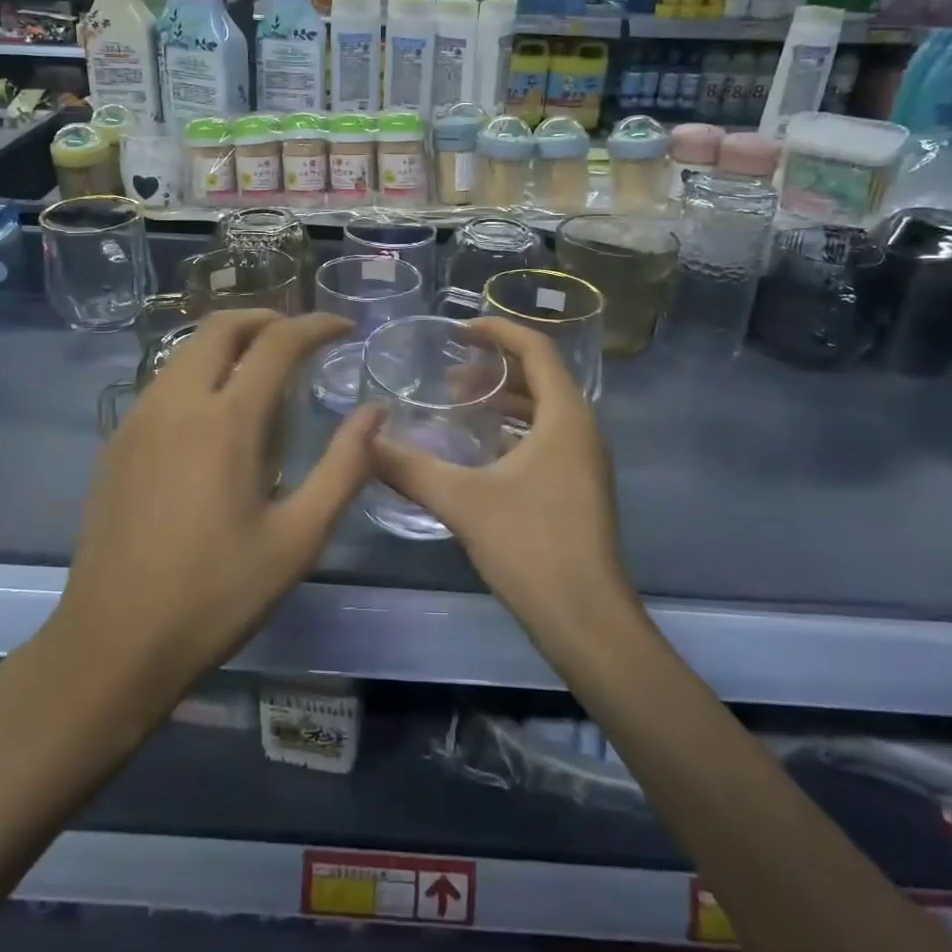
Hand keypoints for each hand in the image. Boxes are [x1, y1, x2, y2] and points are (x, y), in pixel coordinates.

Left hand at [59, 310, 378, 701]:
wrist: (112, 645)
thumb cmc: (216, 594)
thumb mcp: (298, 539)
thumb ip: (344, 468)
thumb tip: (374, 413)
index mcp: (225, 421)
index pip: (277, 342)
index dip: (316, 325)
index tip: (345, 327)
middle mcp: (176, 403)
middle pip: (220, 326)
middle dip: (267, 318)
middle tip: (301, 338)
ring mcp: (136, 420)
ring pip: (186, 350)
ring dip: (229, 343)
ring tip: (263, 371)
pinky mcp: (115, 443)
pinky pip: (163, 383)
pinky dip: (199, 372)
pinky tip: (215, 416)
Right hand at [370, 317, 630, 632]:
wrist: (587, 620)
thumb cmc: (531, 547)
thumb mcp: (463, 501)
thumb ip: (410, 467)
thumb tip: (364, 440)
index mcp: (566, 417)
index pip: (537, 349)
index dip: (498, 331)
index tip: (459, 330)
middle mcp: (582, 430)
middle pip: (540, 377)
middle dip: (495, 368)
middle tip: (448, 375)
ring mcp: (584, 462)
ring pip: (543, 411)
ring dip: (504, 402)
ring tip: (459, 406)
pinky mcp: (578, 489)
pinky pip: (546, 439)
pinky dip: (512, 432)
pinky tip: (478, 452)